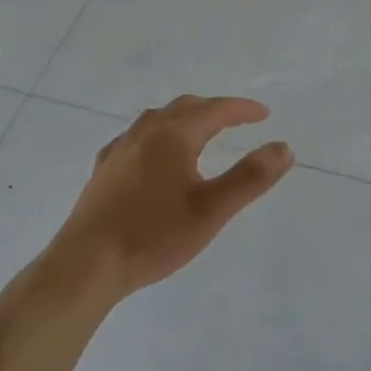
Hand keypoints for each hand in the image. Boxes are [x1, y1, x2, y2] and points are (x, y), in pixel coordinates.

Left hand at [51, 95, 293, 300]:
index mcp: (175, 135)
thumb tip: (284, 147)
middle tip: (237, 120)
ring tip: (198, 130)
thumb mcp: (212, 210)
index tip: (264, 114)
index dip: (242, 109)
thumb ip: (250, 177)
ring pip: (158, 118)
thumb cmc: (154, 235)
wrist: (87, 263)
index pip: (215, 110)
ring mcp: (121, 148)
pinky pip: (136, 138)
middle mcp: (146, 131)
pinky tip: (152, 153)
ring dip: (183, 117)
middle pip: (186, 107)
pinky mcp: (104, 169)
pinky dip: (156, 135)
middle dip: (214, 109)